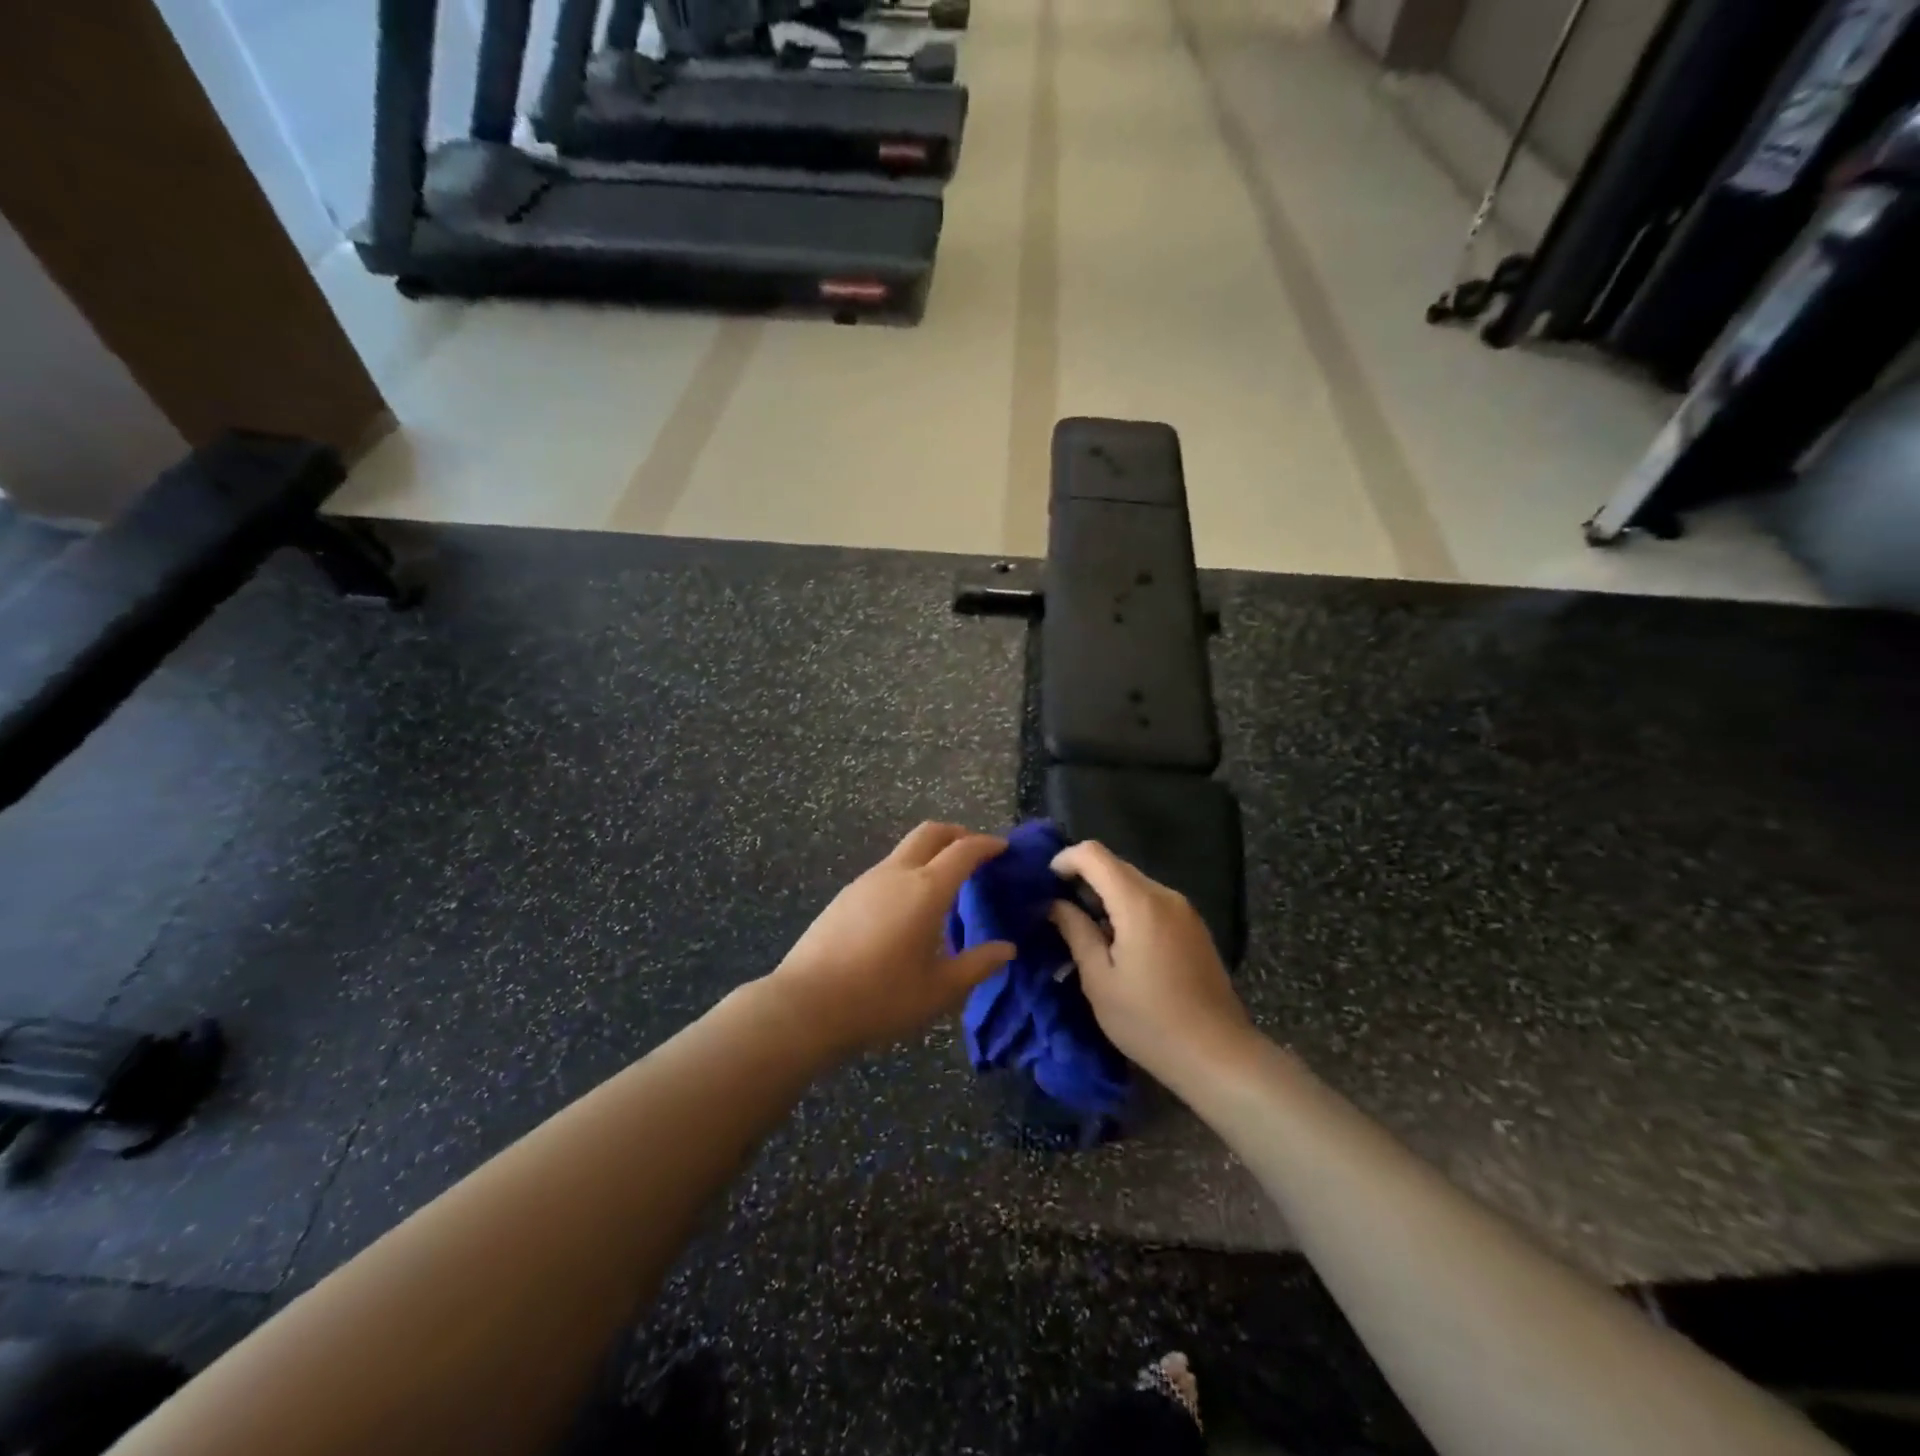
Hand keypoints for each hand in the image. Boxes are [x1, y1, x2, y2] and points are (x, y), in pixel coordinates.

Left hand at [764, 823, 1016, 1058]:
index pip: (964, 850)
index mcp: (926, 889)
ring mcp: (866, 881)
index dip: (987, 844)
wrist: (807, 1005)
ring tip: (946, 884)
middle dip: (958, 834)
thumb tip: (1006, 949)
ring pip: (905, 850)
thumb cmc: (882, 997)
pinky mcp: (846, 895)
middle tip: (976, 851)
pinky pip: (886, 870)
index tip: (1003, 848)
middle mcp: (897, 873)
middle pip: (931, 833)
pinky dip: (908, 872)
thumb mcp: (940, 989)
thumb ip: (978, 965)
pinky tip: (909, 907)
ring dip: (930, 853)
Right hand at [1049, 841, 1251, 1085]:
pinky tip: (1118, 944)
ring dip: (1105, 896)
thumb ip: (1076, 932)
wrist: (1218, 1055)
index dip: (1065, 860)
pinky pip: (1152, 902)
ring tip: (1085, 931)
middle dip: (1083, 879)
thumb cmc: (1149, 1021)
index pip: (1094, 854)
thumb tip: (1055, 904)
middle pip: (1115, 866)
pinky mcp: (1194, 927)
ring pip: (1134, 884)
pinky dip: (1127, 909)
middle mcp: (1164, 895)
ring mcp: (1184, 910)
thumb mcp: (1099, 980)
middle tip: (1058, 911)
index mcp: (1139, 903)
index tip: (1045, 885)